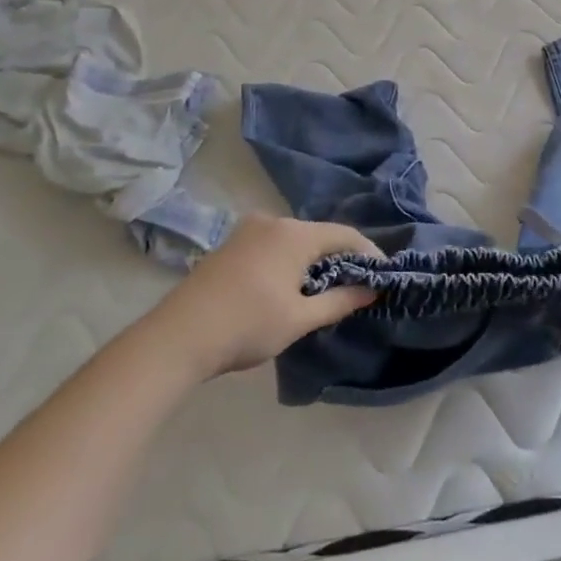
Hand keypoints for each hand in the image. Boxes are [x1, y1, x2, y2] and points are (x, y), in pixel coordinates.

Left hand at [149, 215, 378, 378]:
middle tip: (356, 284)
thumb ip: (340, 301)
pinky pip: (272, 245)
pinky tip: (288, 286)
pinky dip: (288, 261)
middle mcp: (273, 222)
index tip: (383, 274)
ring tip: (324, 288)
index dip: (368, 253)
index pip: (345, 235)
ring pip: (294, 240)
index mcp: (294, 234)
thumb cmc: (247, 325)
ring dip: (312, 260)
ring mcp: (247, 231)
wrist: (177, 337)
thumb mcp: (300, 318)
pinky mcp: (230, 245)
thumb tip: (372, 290)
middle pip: (319, 234)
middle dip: (340, 257)